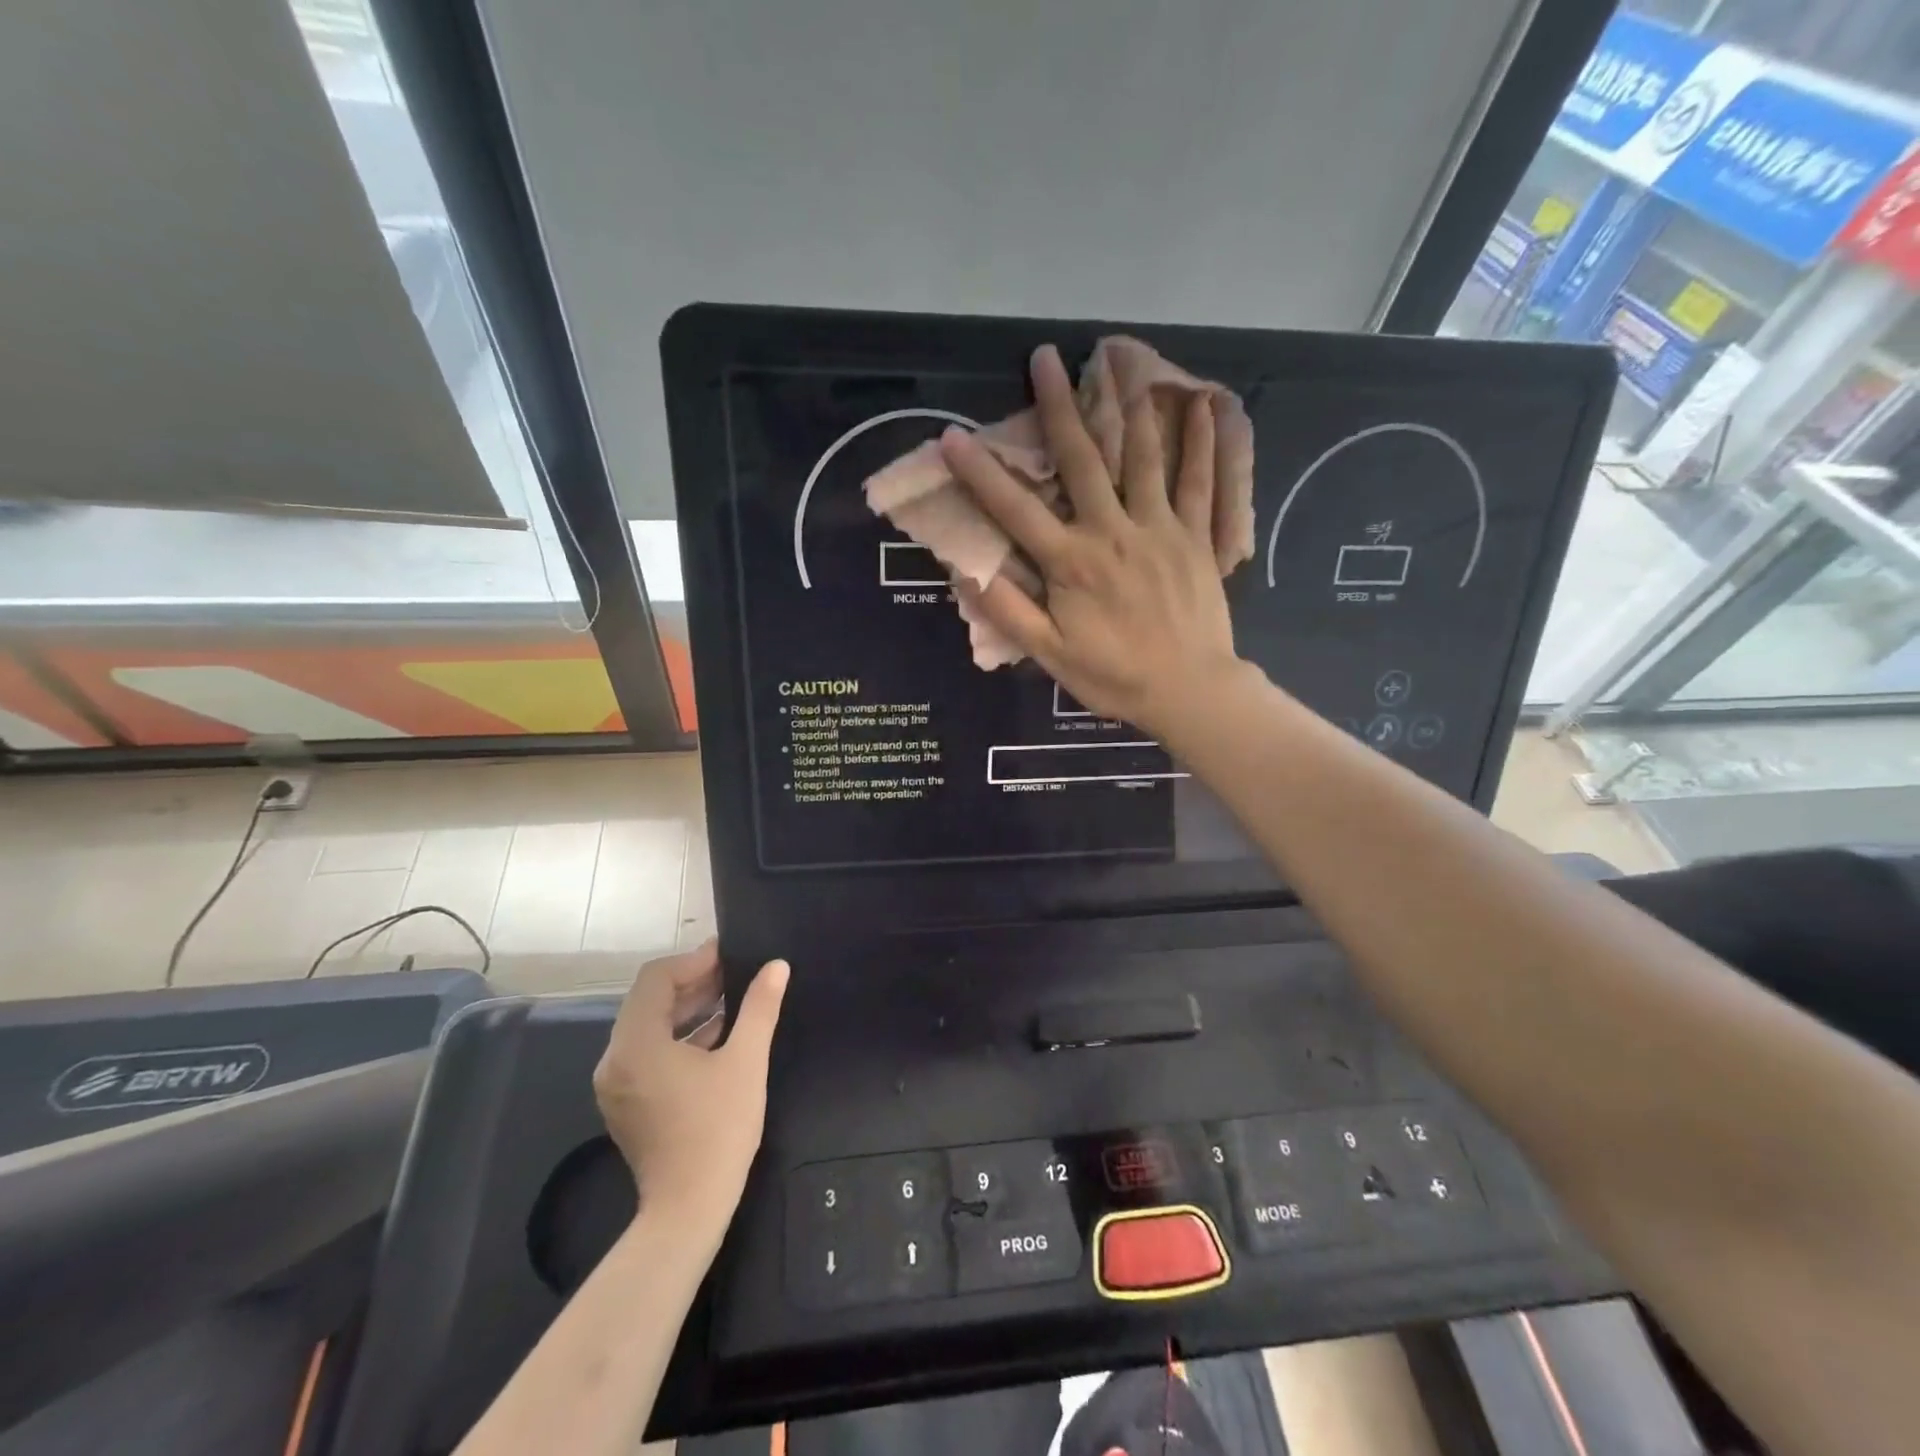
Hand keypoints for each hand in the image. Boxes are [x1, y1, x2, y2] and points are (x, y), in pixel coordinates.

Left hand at [592, 942, 788, 1232]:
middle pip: (649, 1001)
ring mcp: (617, 1084)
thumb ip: (759, 1007)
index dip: (694, 961)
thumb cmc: (718, 1129)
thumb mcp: (745, 1061)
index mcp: (636, 1045)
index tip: (730, 955)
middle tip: (736, 974)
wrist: (688, 1210)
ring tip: (732, 999)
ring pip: (649, 1027)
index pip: (656, 979)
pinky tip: (718, 1035)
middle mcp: (615, 1060)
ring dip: (688, 1009)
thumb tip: (777, 966)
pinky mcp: (626, 1103)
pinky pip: (648, 1053)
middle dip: (693, 983)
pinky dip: (679, 1037)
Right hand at [939, 344, 1243, 741]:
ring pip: (1143, 455)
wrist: (1190, 691)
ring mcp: (1159, 528)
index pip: (1015, 509)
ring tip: (1119, 357)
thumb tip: (965, 571)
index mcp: (1071, 562)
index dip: (980, 472)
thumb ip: (1008, 611)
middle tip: (1045, 356)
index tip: (952, 435)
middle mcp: (1112, 531)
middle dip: (1060, 405)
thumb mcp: (1050, 655)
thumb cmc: (1115, 677)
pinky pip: (1199, 481)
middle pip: (1082, 459)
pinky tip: (1203, 403)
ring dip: (1127, 403)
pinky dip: (1202, 442)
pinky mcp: (1196, 536)